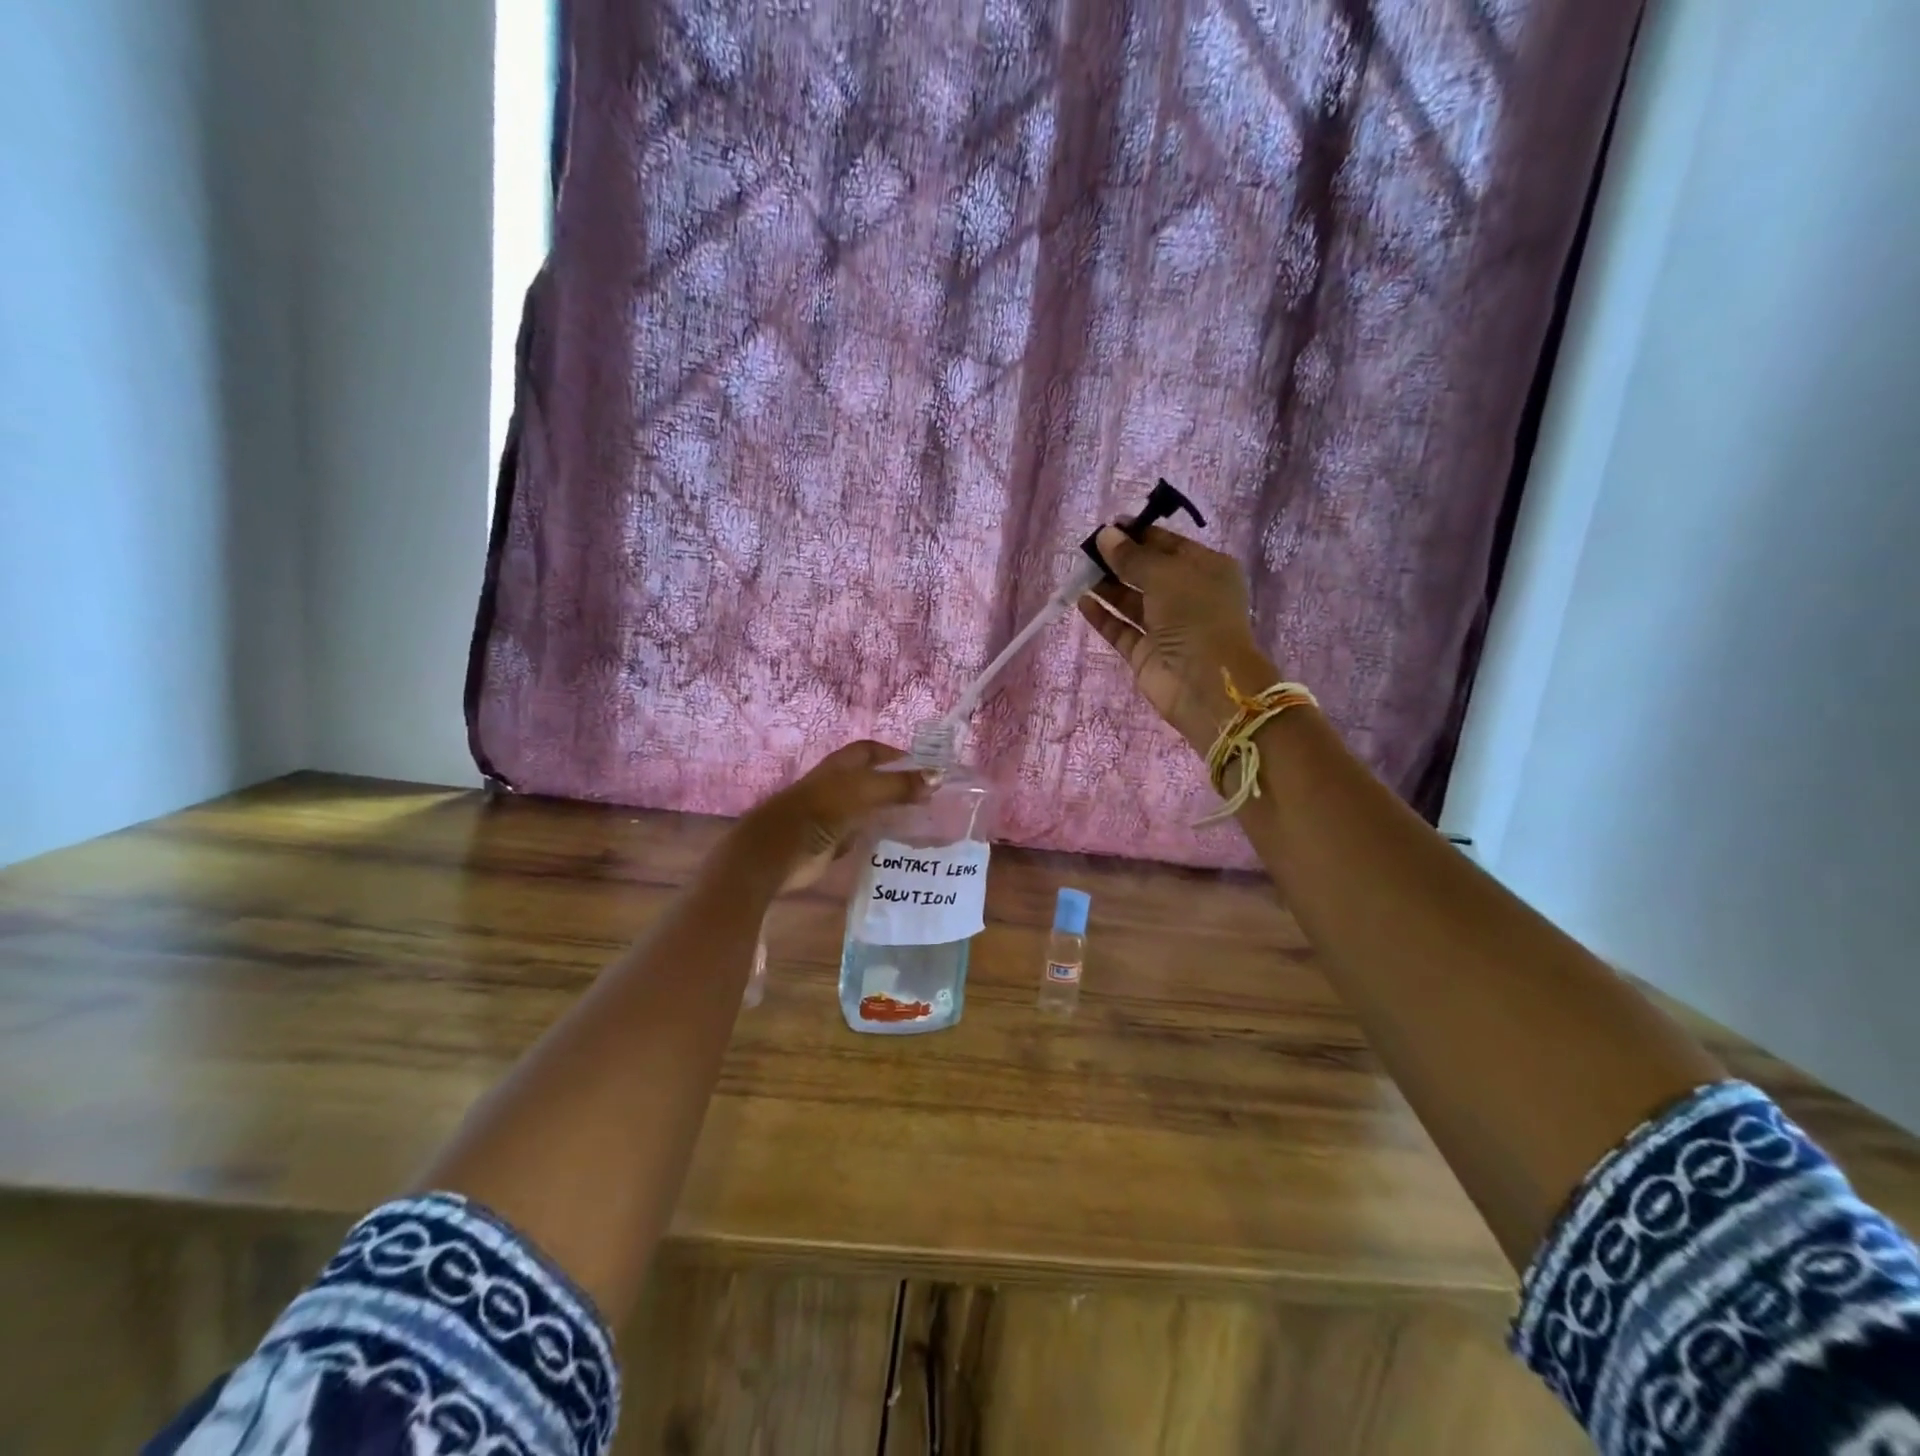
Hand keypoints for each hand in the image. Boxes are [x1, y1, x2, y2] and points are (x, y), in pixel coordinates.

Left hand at [742, 740, 932, 890]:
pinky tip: (900, 838)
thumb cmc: (821, 810)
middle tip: (930, 794)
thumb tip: (937, 777)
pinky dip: (880, 832)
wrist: (779, 852)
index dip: (895, 754)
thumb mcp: (864, 791)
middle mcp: (837, 785)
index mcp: (840, 766)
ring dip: (891, 809)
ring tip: (924, 816)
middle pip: (872, 778)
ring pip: (869, 806)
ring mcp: (835, 813)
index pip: (871, 751)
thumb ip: (899, 784)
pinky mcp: (834, 840)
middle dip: (898, 783)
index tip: (924, 766)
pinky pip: (863, 832)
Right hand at [1077, 524, 1281, 755]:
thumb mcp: (1165, 575)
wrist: (1205, 683)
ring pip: (1132, 601)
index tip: (1108, 527)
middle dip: (1119, 560)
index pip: (1169, 545)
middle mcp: (1188, 596)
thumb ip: (1132, 556)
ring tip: (1080, 572)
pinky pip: (1121, 629)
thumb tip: (1106, 535)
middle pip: (1148, 572)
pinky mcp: (1146, 653)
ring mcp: (1166, 627)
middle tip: (1087, 550)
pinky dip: (1103, 616)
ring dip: (1108, 586)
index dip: (1139, 534)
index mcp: (1207, 570)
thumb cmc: (1195, 616)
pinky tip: (1083, 601)